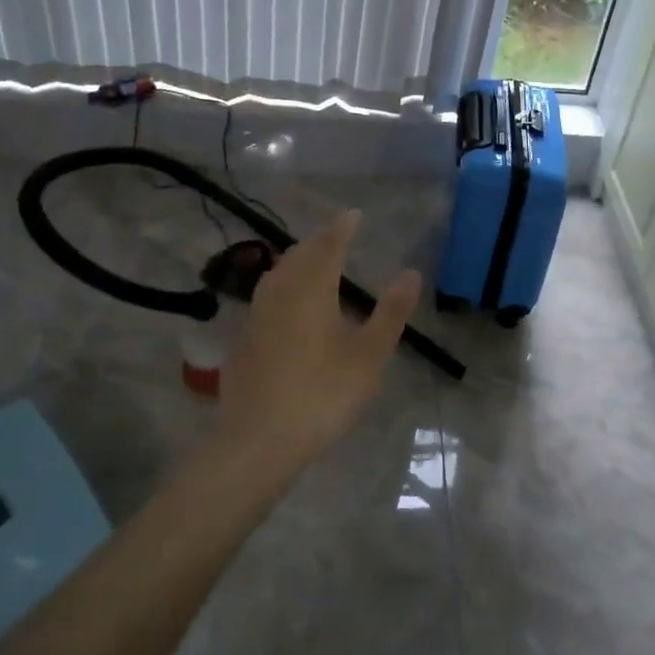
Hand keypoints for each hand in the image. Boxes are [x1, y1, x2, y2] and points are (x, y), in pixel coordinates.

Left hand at [219, 210, 420, 471]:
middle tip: (337, 235)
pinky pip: (266, 297)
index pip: (328, 245)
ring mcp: (256, 316)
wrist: (258, 440)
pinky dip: (283, 286)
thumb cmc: (323, 393)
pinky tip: (289, 305)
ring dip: (298, 261)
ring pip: (278, 274)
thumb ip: (390, 312)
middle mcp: (279, 292)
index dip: (342, 227)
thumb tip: (411, 273)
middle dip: (319, 241)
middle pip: (299, 255)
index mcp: (311, 288)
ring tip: (314, 262)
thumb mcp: (369, 355)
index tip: (354, 214)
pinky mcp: (243, 340)